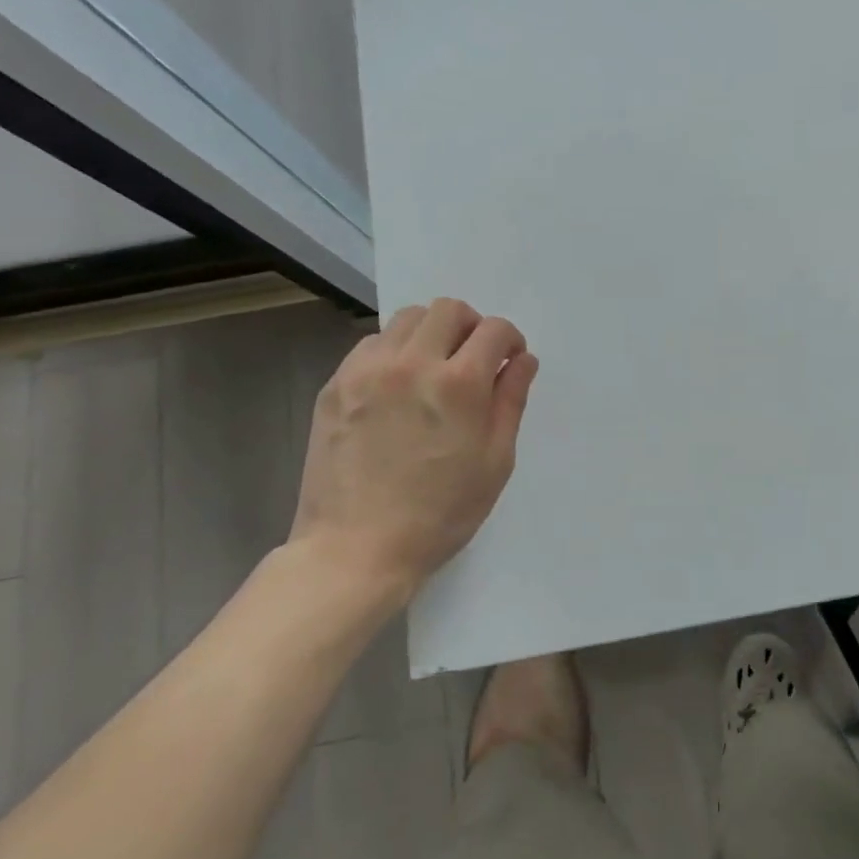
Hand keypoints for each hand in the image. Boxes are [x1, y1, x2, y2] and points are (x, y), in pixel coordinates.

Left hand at [288, 297, 538, 596]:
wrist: (356, 548)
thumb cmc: (441, 513)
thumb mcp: (495, 461)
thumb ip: (511, 400)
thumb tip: (522, 360)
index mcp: (459, 384)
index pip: (494, 329)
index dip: (510, 340)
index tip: (509, 362)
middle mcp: (412, 363)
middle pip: (449, 310)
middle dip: (471, 328)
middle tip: (473, 362)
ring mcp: (367, 371)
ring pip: (407, 319)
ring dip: (431, 334)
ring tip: (433, 371)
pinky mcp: (336, 385)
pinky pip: (372, 344)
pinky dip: (394, 351)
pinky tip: (397, 387)